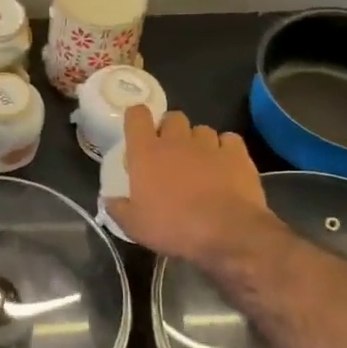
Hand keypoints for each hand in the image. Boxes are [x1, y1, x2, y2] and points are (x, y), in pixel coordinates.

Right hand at [104, 106, 276, 267]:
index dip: (137, 119)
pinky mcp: (237, 153)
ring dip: (198, 141)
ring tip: (200, 163)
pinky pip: (229, 140)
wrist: (227, 232)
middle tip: (170, 153)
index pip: (137, 115)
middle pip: (172, 118)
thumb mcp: (134, 226)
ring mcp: (209, 144)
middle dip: (170, 130)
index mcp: (146, 152)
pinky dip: (226, 149)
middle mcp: (176, 140)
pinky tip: (225, 165)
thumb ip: (118, 209)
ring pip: (201, 129)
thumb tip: (109, 201)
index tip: (138, 133)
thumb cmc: (173, 227)